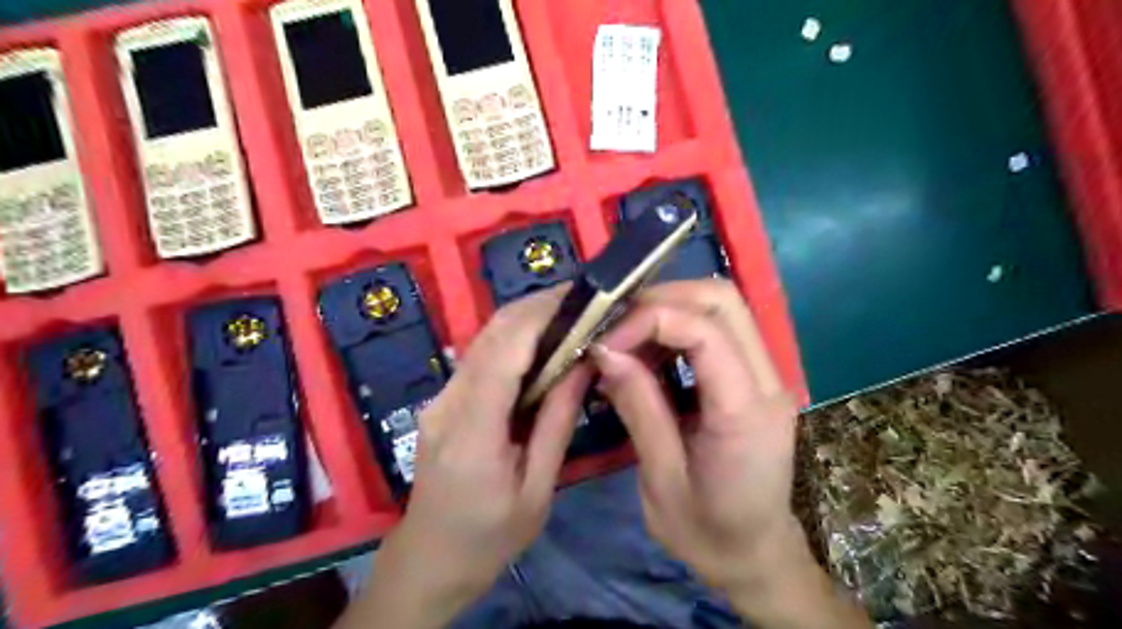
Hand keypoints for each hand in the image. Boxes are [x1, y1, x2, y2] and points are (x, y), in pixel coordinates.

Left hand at [339, 290, 586, 628]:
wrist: (428, 559)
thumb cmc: (489, 537)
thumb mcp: (536, 489)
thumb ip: (558, 422)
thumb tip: (583, 364)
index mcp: (472, 432)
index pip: (504, 353)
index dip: (540, 316)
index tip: (580, 297)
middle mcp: (448, 402)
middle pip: (491, 334)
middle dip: (537, 306)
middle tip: (584, 299)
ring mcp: (440, 398)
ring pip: (484, 339)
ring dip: (527, 318)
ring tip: (571, 313)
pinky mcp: (443, 400)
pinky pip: (481, 357)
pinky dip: (515, 339)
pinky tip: (544, 342)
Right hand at [590, 280, 871, 628]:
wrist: (756, 556)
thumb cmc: (706, 532)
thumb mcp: (661, 478)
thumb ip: (638, 407)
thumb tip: (605, 351)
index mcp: (746, 413)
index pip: (705, 331)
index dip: (650, 321)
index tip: (606, 343)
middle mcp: (768, 381)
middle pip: (723, 299)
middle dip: (662, 299)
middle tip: (617, 326)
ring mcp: (767, 375)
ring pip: (722, 306)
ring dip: (669, 309)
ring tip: (627, 341)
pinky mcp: (755, 378)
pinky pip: (718, 329)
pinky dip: (678, 327)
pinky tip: (648, 355)